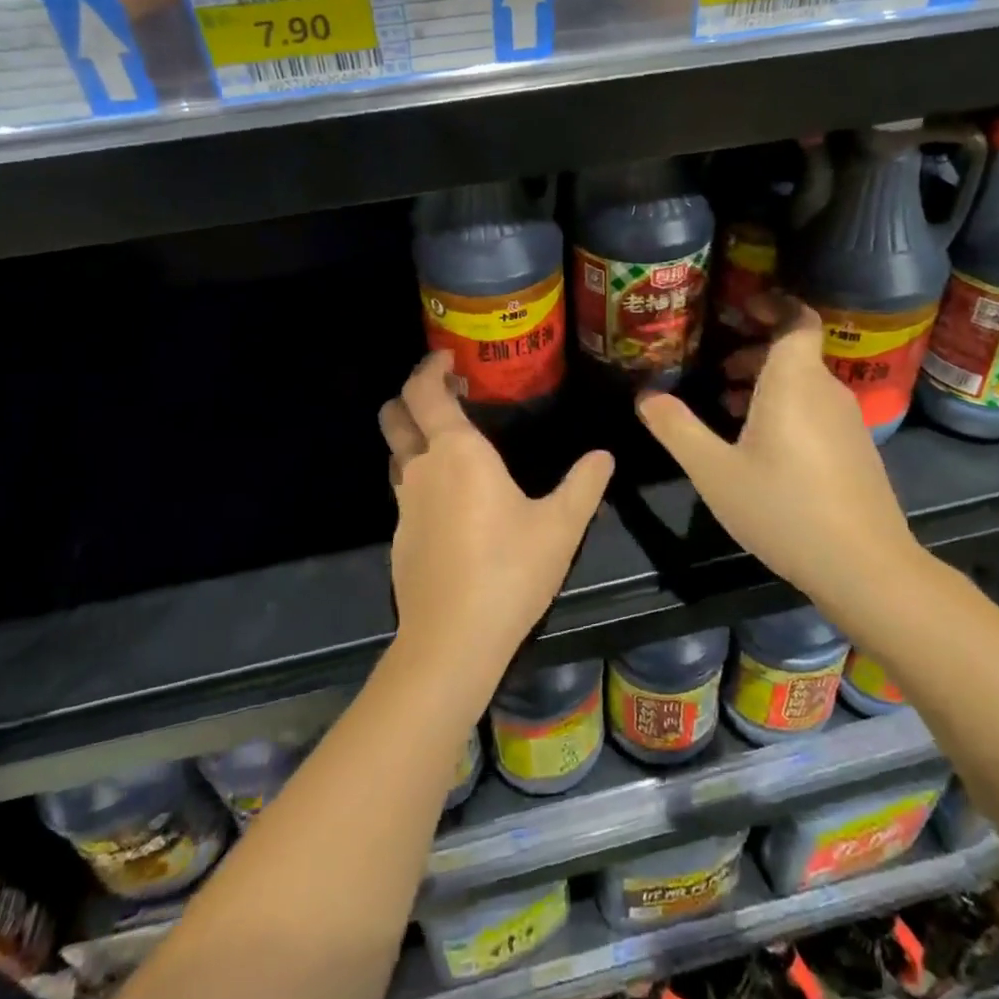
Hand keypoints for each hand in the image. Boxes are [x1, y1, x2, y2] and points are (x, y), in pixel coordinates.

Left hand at [379, 354, 613, 675]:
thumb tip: (604, 456)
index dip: (430, 368)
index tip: (448, 358)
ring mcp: (404, 504)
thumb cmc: (510, 570)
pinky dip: (419, 477)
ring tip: (448, 442)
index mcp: (457, 452)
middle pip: (395, 416)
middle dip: (410, 396)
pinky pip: (404, 491)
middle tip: (444, 395)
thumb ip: (584, 485)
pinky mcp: (400, 537)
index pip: (424, 391)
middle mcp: (421, 468)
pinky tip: (450, 501)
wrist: (452, 640)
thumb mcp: (561, 526)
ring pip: (396, 454)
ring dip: (412, 437)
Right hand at [636, 298, 920, 605]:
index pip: (796, 319)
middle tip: (715, 369)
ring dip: (766, 383)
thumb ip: (677, 428)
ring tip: (727, 405)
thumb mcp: (714, 471)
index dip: (772, 304)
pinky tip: (760, 446)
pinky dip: (786, 408)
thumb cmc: (783, 508)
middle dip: (754, 352)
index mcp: (794, 381)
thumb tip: (645, 395)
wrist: (864, 566)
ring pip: (804, 383)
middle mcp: (826, 390)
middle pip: (794, 352)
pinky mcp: (856, 449)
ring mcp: (847, 421)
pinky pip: (816, 408)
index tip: (739, 307)